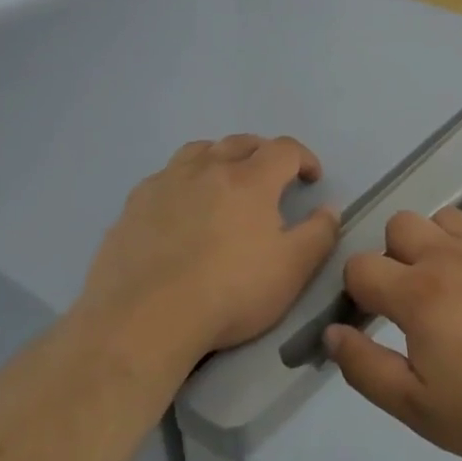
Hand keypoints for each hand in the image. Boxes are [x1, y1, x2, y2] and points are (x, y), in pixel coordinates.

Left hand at [80, 135, 340, 362]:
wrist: (145, 319)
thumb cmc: (230, 293)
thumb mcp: (292, 270)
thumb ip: (319, 234)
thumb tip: (328, 209)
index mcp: (249, 180)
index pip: (284, 149)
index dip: (304, 158)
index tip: (311, 178)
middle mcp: (207, 169)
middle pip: (240, 142)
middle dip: (263, 153)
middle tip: (273, 176)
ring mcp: (165, 183)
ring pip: (199, 151)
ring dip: (220, 157)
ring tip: (225, 181)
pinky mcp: (133, 205)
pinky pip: (164, 177)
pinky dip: (183, 181)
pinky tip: (181, 208)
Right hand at [322, 208, 461, 460]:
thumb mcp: (419, 408)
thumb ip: (366, 368)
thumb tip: (332, 333)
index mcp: (418, 294)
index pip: (361, 266)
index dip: (357, 292)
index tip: (373, 320)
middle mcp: (451, 257)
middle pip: (399, 225)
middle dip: (393, 257)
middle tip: (413, 302)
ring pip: (442, 218)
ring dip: (433, 243)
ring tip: (451, 286)